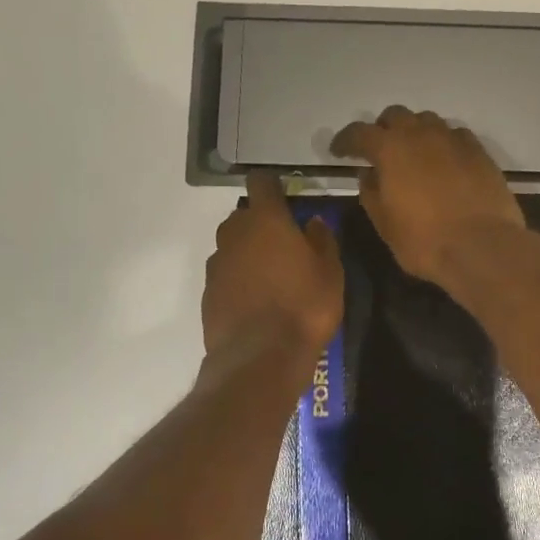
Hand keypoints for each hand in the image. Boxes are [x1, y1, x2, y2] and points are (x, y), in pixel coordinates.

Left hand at [202, 172, 343, 359]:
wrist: (260, 357)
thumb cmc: (304, 307)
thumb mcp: (330, 272)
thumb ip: (322, 240)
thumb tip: (312, 222)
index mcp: (266, 220)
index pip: (262, 182)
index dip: (274, 185)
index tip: (287, 196)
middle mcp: (234, 234)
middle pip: (244, 215)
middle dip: (262, 222)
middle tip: (286, 243)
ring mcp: (217, 263)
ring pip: (233, 245)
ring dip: (249, 251)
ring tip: (271, 275)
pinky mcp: (208, 292)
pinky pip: (226, 274)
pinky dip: (239, 278)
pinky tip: (256, 299)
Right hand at [330, 106, 524, 288]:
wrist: (482, 247)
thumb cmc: (425, 241)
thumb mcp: (385, 224)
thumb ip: (371, 193)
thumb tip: (368, 174)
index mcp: (390, 149)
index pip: (359, 133)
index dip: (345, 141)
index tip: (338, 152)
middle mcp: (421, 134)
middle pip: (395, 116)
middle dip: (383, 130)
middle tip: (379, 151)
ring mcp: (453, 139)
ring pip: (427, 121)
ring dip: (415, 132)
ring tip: (414, 155)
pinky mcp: (479, 151)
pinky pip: (455, 135)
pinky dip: (443, 143)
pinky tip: (445, 162)